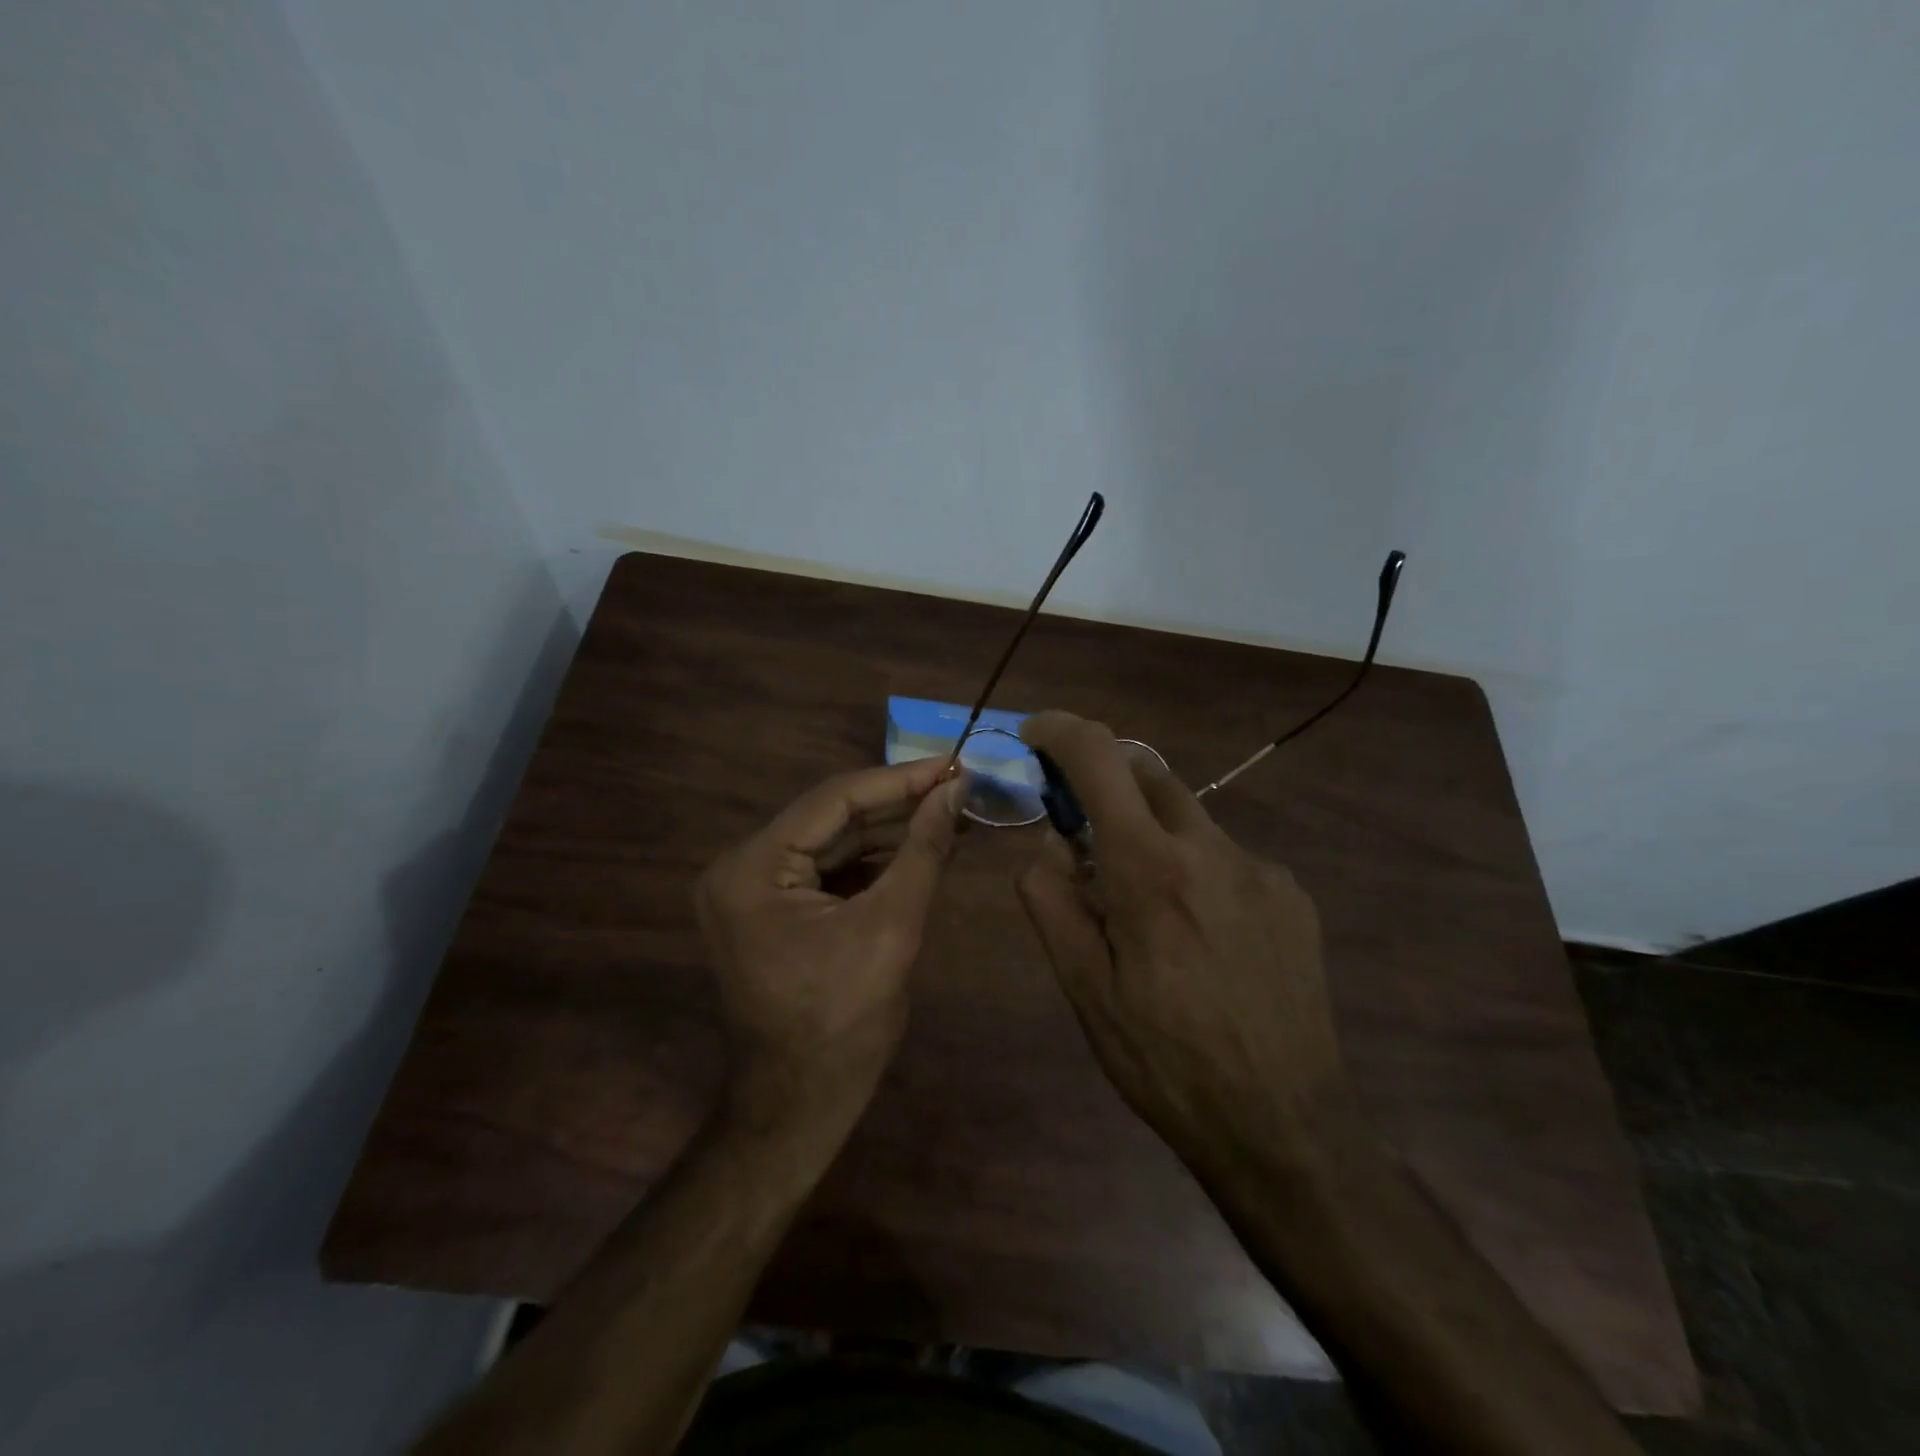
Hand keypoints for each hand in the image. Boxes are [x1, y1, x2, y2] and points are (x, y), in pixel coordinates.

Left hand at [695, 758, 966, 1119]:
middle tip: (957, 787)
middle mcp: (741, 867)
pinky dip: (871, 860)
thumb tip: (956, 789)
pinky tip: (917, 847)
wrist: (800, 1104)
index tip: (953, 764)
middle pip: (831, 817)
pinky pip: (827, 869)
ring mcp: (751, 889)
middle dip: (897, 804)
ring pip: (832, 842)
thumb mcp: (892, 927)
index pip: (834, 800)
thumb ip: (923, 850)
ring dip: (888, 830)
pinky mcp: (771, 909)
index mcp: (753, 868)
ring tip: (948, 812)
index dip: (900, 779)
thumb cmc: (844, 1022)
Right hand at [1016, 711, 1358, 1176]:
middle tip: (1081, 834)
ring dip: (1151, 834)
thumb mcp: (1084, 990)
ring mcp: (1261, 870)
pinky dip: (1194, 870)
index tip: (1035, 735)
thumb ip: (1052, 901)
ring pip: (1188, 819)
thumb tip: (1049, 843)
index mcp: (1150, 869)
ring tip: (1143, 910)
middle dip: (1105, 782)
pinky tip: (1199, 938)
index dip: (1061, 730)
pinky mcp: (1293, 896)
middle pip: (1148, 774)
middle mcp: (1211, 850)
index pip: (1100, 759)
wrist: (1285, 1126)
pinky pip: (1227, 859)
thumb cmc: (1165, 1062)